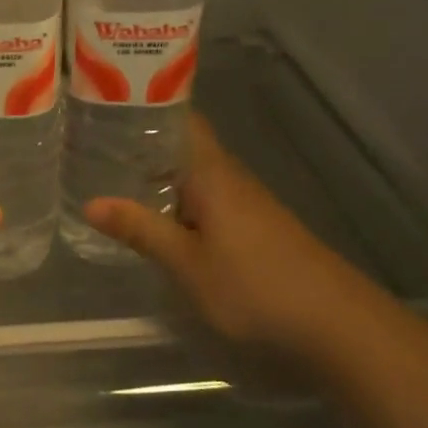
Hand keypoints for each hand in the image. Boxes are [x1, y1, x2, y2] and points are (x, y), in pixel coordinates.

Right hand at [86, 114, 373, 350]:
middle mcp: (229, 177)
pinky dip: (180, 201)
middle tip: (94, 146)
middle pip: (184, 147)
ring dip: (161, 176)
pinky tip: (161, 219)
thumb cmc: (254, 285)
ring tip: (114, 178)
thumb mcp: (187, 263)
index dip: (149, 107)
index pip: (182, 119)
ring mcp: (247, 202)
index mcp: (211, 172)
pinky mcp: (256, 227)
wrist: (336, 323)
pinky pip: (208, 199)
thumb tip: (91, 202)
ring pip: (195, 176)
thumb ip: (140, 230)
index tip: (109, 105)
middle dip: (143, 146)